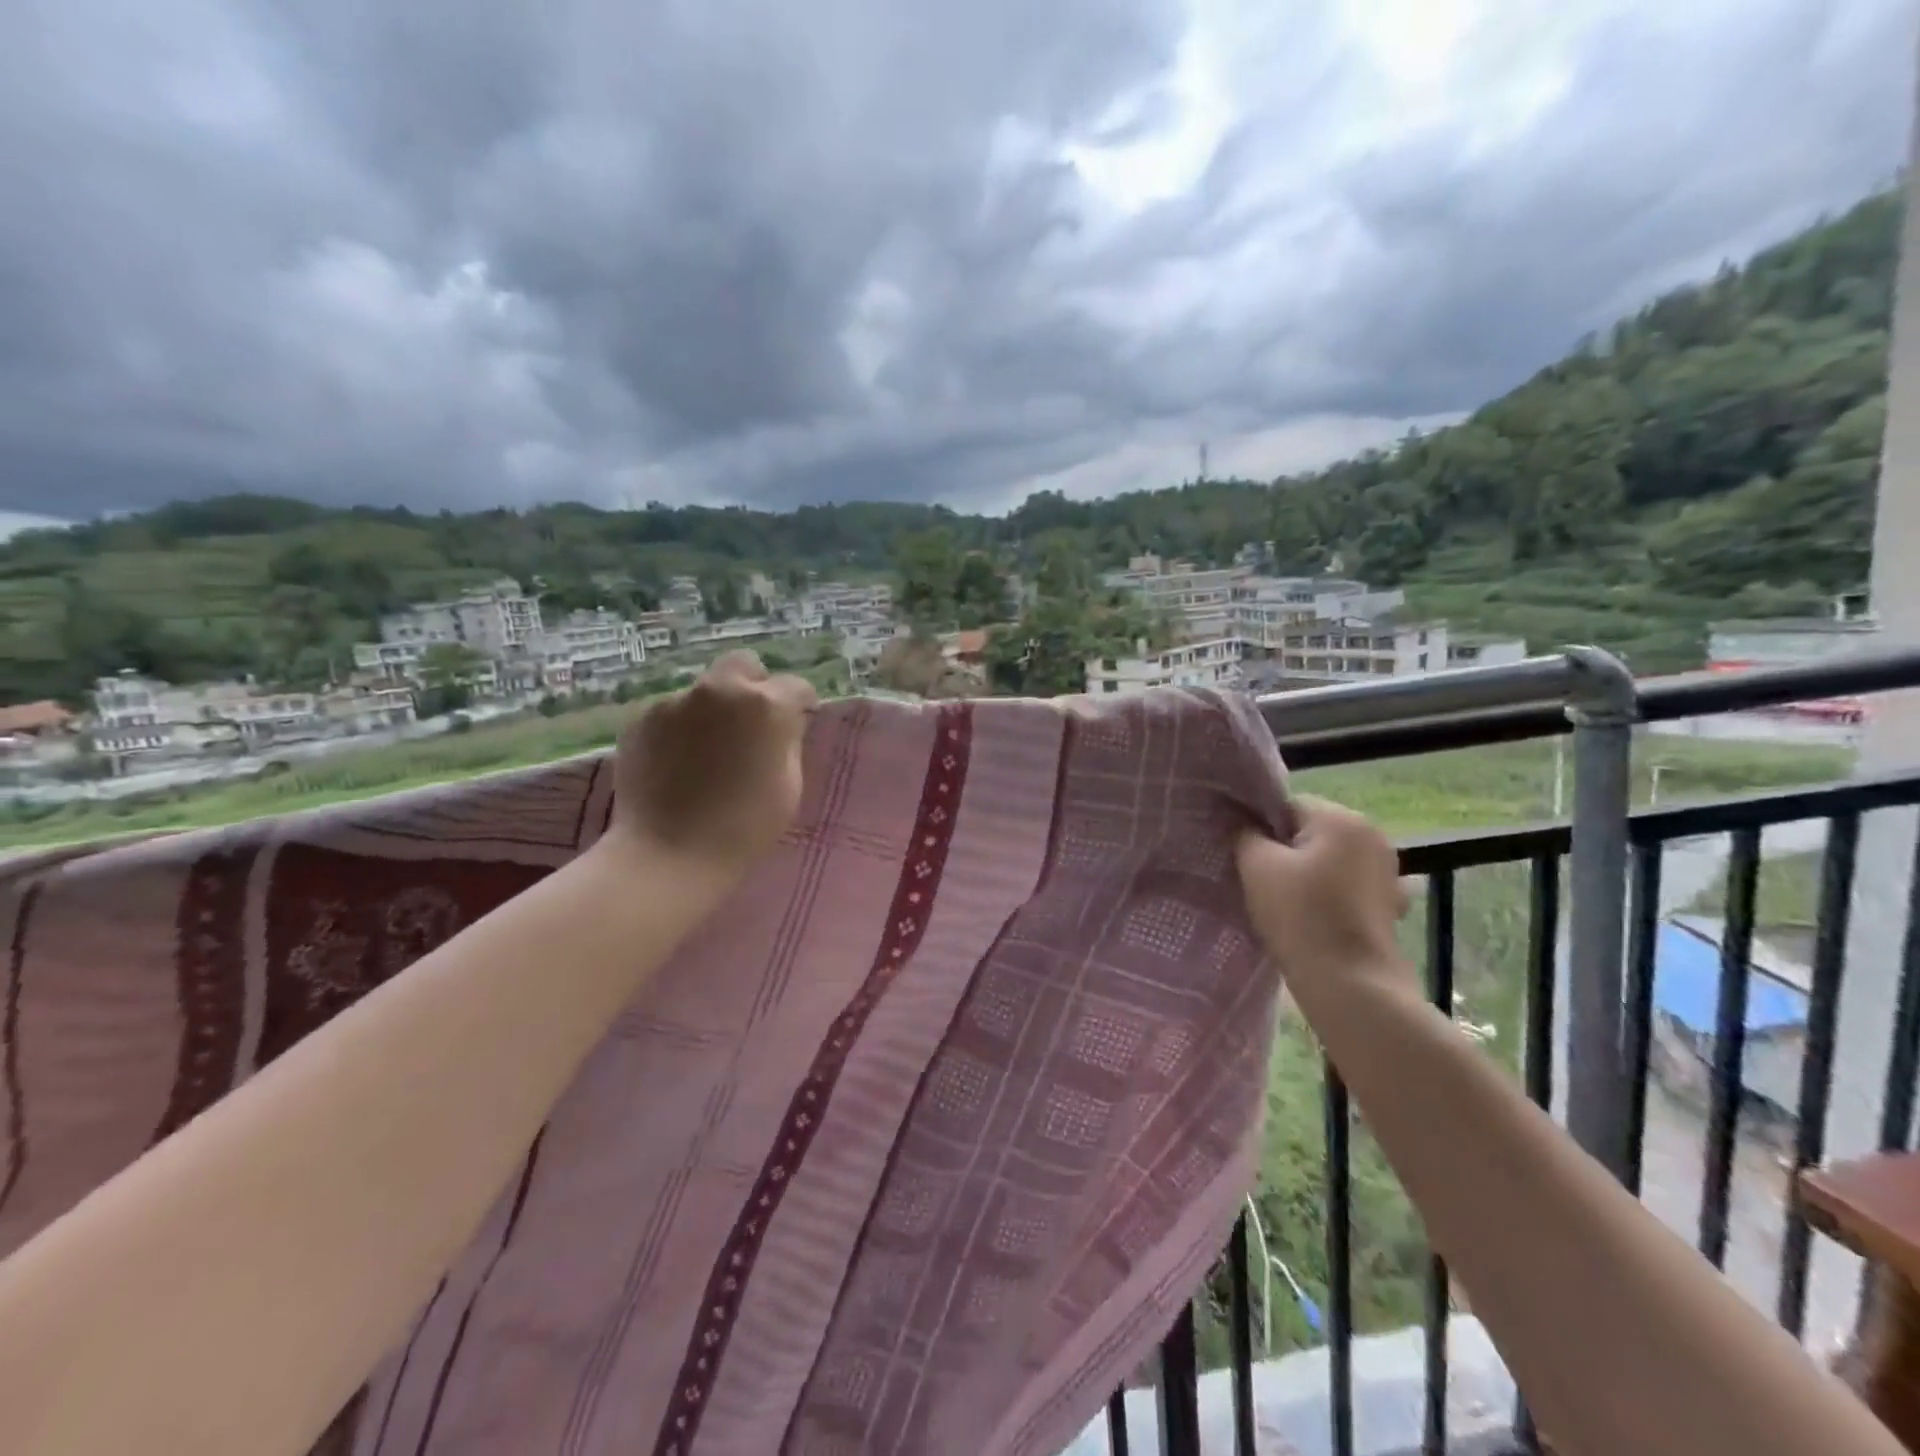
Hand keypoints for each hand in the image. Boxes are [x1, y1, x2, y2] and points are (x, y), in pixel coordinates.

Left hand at [606, 651, 817, 879]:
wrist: (669, 855)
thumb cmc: (745, 827)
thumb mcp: (790, 785)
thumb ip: (788, 741)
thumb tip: (784, 724)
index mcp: (766, 705)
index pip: (796, 686)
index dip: (800, 705)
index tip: (797, 723)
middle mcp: (720, 690)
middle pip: (744, 666)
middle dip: (753, 686)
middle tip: (750, 724)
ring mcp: (675, 700)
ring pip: (704, 691)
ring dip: (713, 710)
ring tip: (706, 751)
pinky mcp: (641, 718)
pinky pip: (671, 712)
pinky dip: (680, 728)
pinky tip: (677, 762)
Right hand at [1236, 796, 1412, 990]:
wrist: (1351, 985)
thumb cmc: (1301, 916)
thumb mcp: (1256, 867)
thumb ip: (1244, 834)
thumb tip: (1241, 823)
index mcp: (1341, 818)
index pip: (1286, 806)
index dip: (1260, 830)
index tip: (1246, 859)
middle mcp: (1372, 835)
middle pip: (1310, 832)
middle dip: (1285, 852)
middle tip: (1260, 883)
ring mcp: (1387, 871)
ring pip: (1329, 860)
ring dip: (1308, 874)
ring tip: (1285, 905)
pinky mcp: (1390, 904)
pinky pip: (1348, 887)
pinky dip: (1330, 896)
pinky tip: (1314, 919)